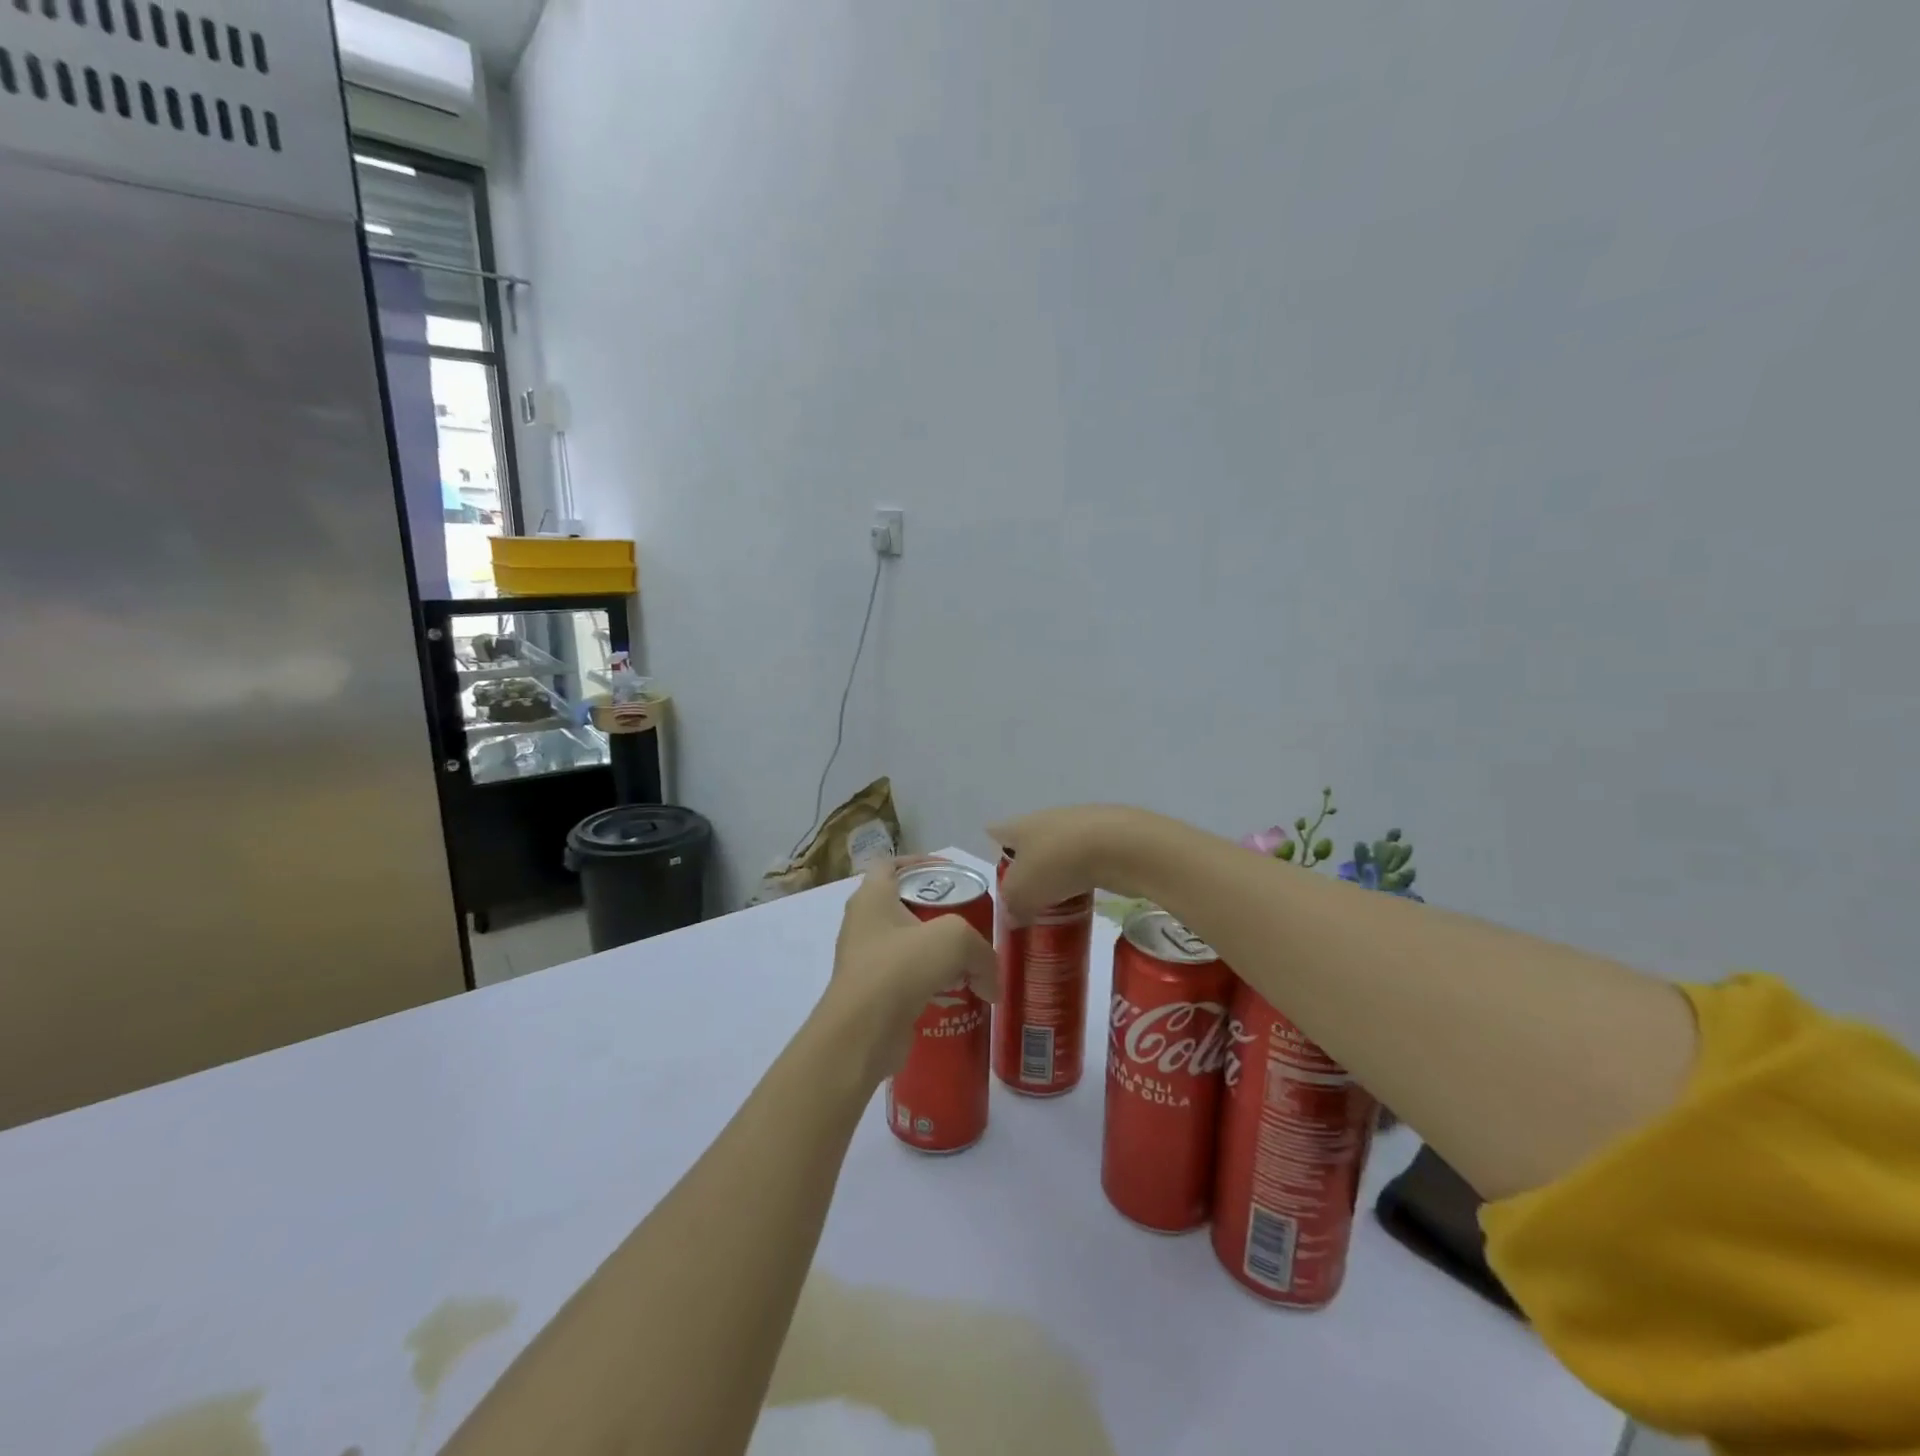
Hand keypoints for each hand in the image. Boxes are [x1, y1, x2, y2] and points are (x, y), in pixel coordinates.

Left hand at [818, 859, 998, 1083]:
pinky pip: (905, 980)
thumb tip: (992, 985)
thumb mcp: (954, 940)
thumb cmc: (900, 968)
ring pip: (906, 946)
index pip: (890, 864)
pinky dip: (929, 984)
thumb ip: (981, 952)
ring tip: (968, 962)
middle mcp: (862, 924)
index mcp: (872, 897)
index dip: (920, 863)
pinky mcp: (872, 994)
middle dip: (937, 912)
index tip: (949, 874)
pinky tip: (957, 995)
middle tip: (968, 921)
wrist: (861, 1034)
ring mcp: (864, 961)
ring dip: (935, 953)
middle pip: (903, 905)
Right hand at [988, 806, 1153, 924]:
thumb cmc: (1057, 864)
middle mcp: (1045, 818)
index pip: (996, 832)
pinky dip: (1083, 874)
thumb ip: (1013, 906)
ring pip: (1059, 849)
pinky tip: (1085, 895)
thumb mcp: (1023, 893)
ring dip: (1057, 871)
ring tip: (1056, 901)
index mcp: (1019, 826)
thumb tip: (1013, 916)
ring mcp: (1079, 824)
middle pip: (1029, 841)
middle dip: (1027, 866)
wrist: (1119, 846)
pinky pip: (1086, 858)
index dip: (993, 850)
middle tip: (1026, 896)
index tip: (998, 873)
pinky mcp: (1107, 836)